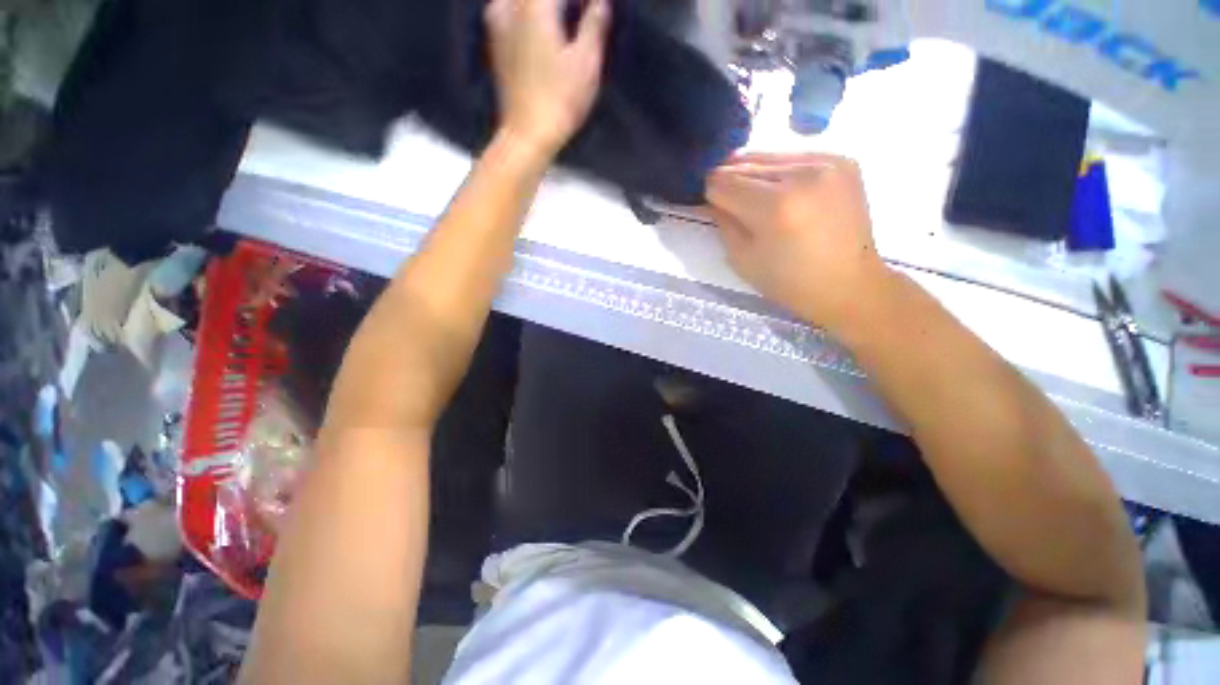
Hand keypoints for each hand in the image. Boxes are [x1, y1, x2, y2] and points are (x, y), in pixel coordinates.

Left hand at [485, 0, 610, 159]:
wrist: (526, 134)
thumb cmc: (560, 100)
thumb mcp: (587, 63)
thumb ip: (594, 25)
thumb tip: (600, 2)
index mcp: (535, 5)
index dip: (582, 1)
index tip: (595, 8)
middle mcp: (510, 5)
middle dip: (561, 4)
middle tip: (583, 14)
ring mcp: (497, 21)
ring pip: (521, 0)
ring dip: (543, 8)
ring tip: (565, 18)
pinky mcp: (494, 41)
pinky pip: (510, 8)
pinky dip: (526, 12)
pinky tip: (540, 25)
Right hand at [706, 153, 887, 329]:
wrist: (849, 284)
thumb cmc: (790, 282)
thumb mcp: (742, 260)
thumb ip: (723, 222)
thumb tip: (713, 198)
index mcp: (776, 206)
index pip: (723, 182)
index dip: (711, 193)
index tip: (712, 205)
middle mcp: (803, 174)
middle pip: (745, 163)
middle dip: (729, 181)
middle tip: (729, 201)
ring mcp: (827, 162)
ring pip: (768, 155)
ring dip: (753, 174)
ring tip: (756, 197)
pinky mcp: (843, 160)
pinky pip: (794, 156)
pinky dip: (779, 171)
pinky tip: (783, 192)